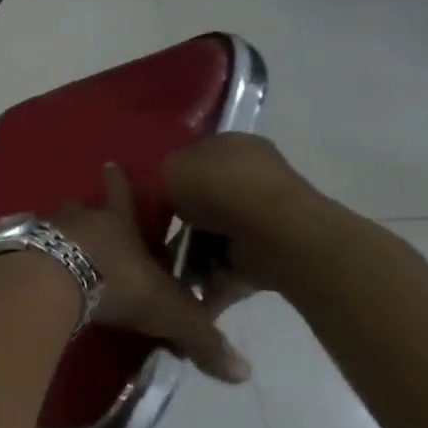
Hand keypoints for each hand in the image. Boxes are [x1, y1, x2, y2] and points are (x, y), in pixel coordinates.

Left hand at [49, 164, 251, 384]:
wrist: (53, 279)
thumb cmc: (117, 283)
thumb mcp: (168, 312)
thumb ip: (201, 338)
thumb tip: (243, 373)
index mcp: (117, 223)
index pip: (122, 196)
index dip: (119, 182)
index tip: (110, 163)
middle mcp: (79, 218)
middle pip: (82, 208)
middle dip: (87, 212)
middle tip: (86, 218)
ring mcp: (44, 229)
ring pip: (53, 225)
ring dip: (59, 235)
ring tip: (60, 248)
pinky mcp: (18, 247)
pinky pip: (28, 247)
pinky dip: (34, 255)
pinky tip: (35, 269)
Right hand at [163, 134, 336, 295]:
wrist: (271, 232)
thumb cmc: (217, 187)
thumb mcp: (169, 167)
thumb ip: (164, 174)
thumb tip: (169, 190)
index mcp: (232, 143)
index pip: (197, 155)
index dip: (174, 175)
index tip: (155, 196)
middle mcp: (253, 174)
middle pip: (207, 195)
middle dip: (185, 216)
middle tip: (159, 231)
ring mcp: (266, 213)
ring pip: (218, 230)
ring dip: (196, 249)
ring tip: (169, 264)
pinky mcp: (272, 249)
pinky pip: (233, 261)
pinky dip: (214, 274)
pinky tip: (192, 284)